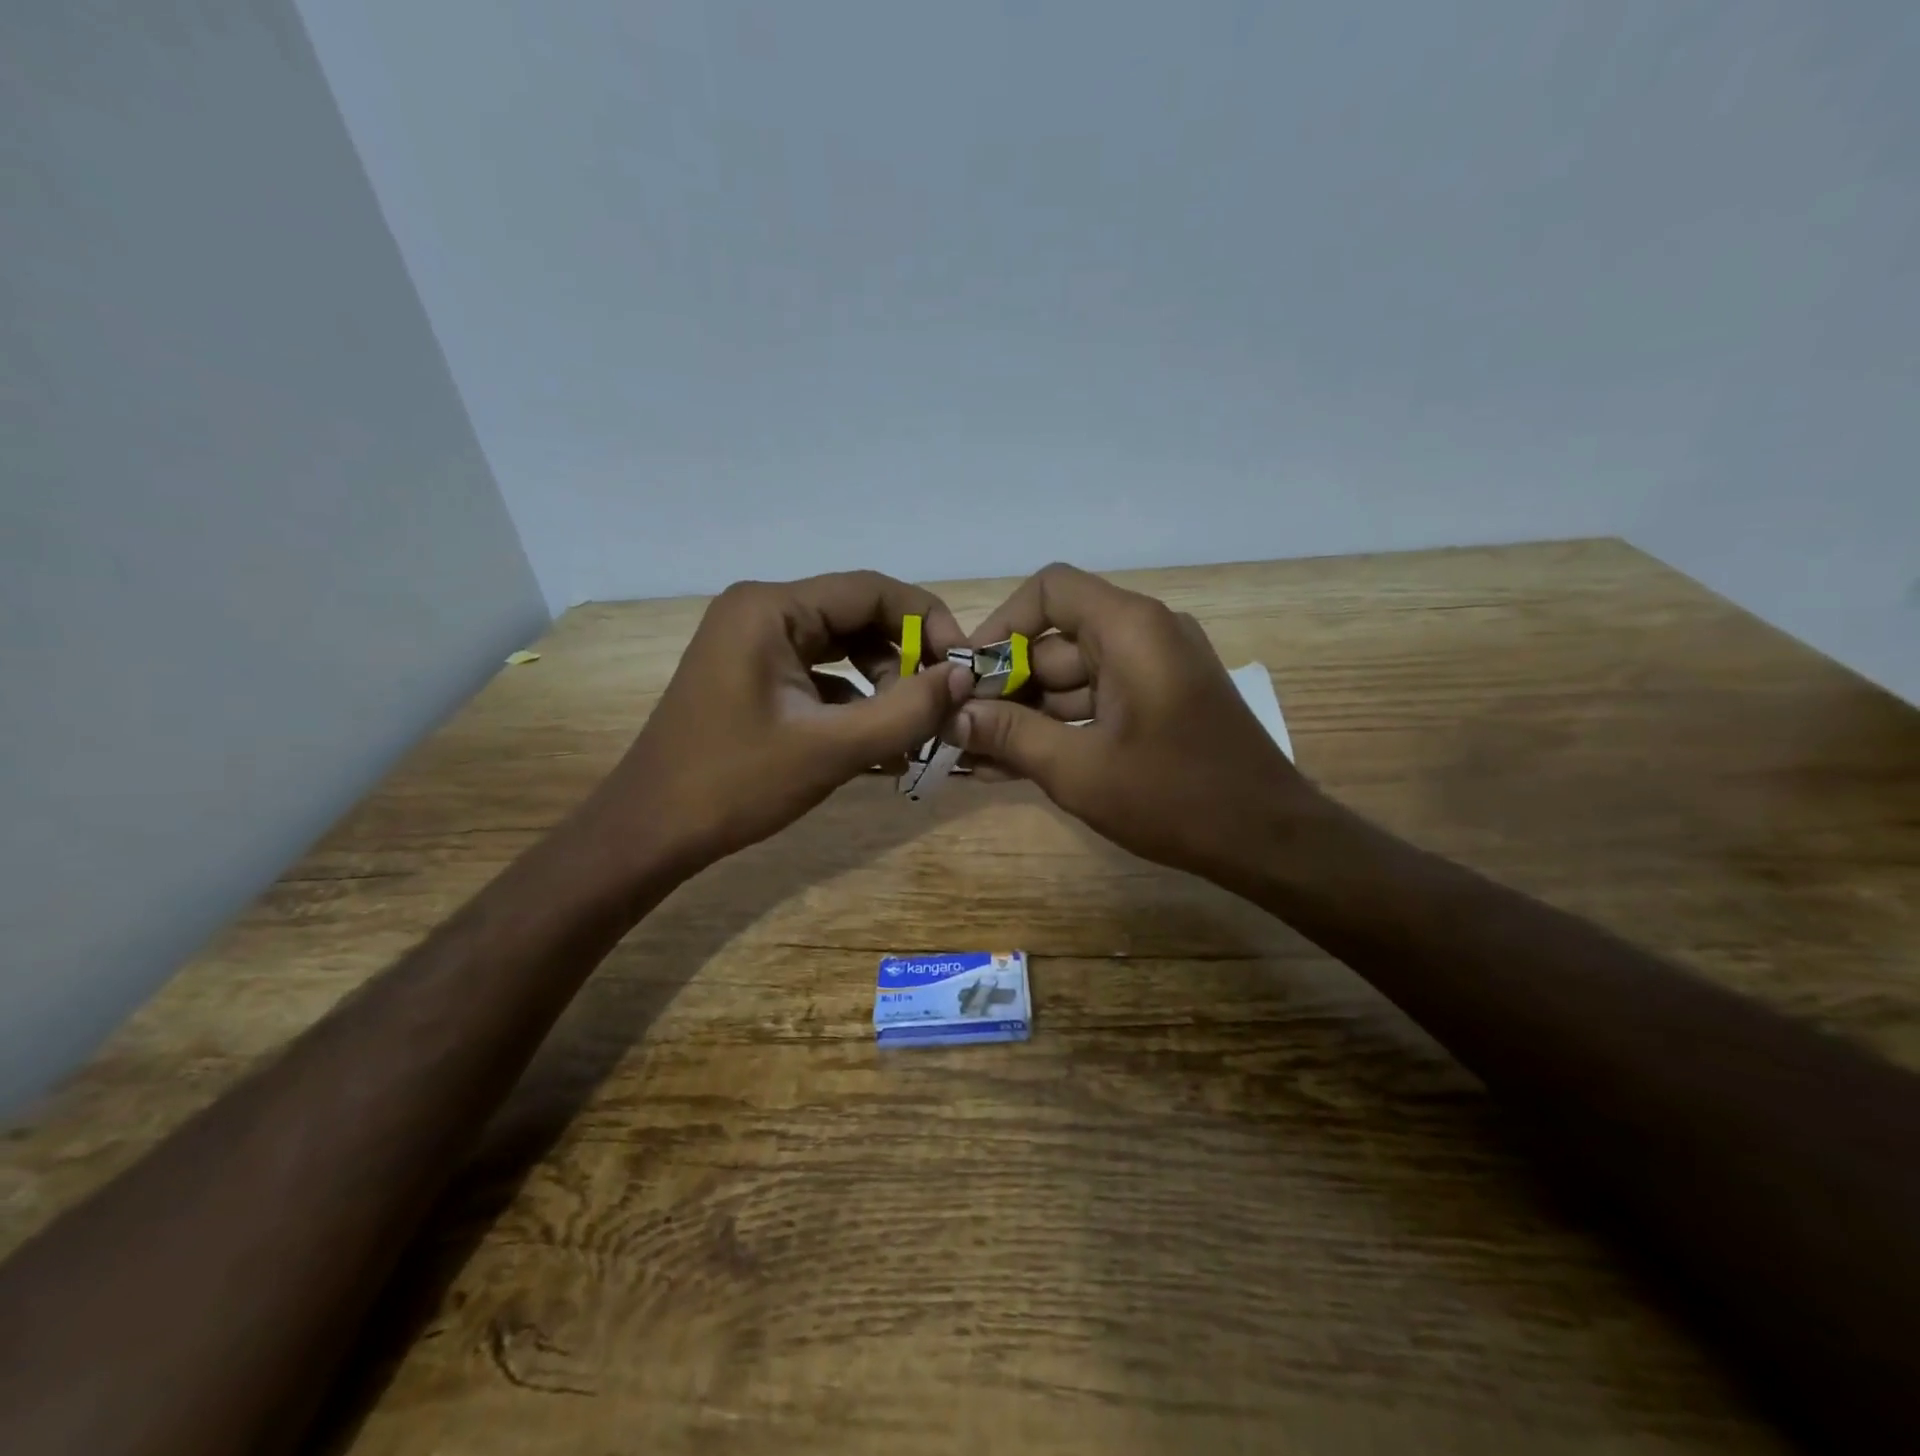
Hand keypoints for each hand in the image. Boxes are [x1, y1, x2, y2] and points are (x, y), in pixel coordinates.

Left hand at [595, 572, 972, 874]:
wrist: (652, 831)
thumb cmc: (735, 783)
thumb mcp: (832, 748)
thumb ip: (906, 710)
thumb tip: (965, 676)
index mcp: (772, 608)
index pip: (872, 590)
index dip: (927, 623)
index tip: (963, 668)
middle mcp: (763, 611)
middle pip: (858, 616)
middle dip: (905, 659)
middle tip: (940, 705)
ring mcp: (755, 643)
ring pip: (843, 647)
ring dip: (883, 683)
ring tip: (910, 730)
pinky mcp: (754, 675)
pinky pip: (820, 674)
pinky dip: (854, 701)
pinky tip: (877, 742)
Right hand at [955, 563, 1309, 883]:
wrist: (1268, 840)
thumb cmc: (1174, 797)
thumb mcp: (1079, 770)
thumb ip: (1012, 735)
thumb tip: (953, 715)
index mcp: (1130, 628)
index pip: (1049, 591)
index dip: (1001, 625)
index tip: (968, 674)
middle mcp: (1144, 634)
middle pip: (1056, 640)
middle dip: (1005, 685)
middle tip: (959, 728)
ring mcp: (1155, 670)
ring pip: (1072, 678)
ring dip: (1026, 714)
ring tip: (975, 754)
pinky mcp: (1159, 702)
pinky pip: (1096, 702)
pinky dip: (1059, 727)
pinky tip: (1012, 764)